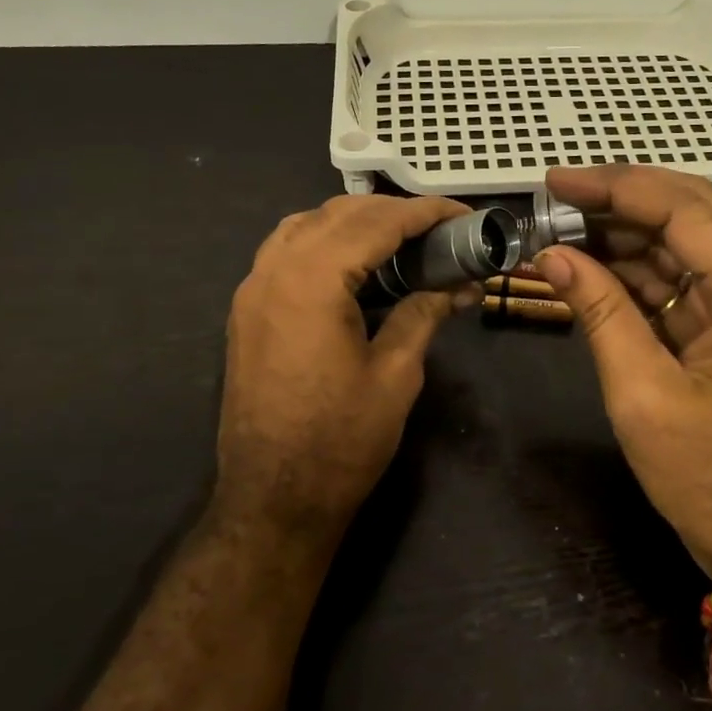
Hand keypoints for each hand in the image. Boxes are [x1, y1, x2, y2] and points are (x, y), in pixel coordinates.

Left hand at [217, 193, 473, 539]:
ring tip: (400, 240)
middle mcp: (274, 270)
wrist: (272, 498)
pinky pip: (285, 250)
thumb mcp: (396, 374)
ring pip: (306, 224)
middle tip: (440, 230)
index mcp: (312, 281)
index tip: (464, 215)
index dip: (425, 213)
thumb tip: (459, 286)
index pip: (376, 222)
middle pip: (339, 214)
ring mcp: (253, 289)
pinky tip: (353, 264)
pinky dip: (323, 241)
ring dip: (355, 221)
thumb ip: (423, 314)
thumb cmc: (341, 440)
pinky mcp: (247, 310)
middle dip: (393, 212)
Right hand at [534, 166, 711, 573]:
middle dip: (624, 196)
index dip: (618, 188)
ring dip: (626, 230)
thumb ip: (599, 312)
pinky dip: (636, 268)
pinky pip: (682, 279)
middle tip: (560, 192)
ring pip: (687, 241)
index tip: (558, 180)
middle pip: (694, 212)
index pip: (686, 213)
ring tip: (564, 225)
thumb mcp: (642, 394)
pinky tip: (591, 260)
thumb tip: (551, 254)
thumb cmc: (707, 477)